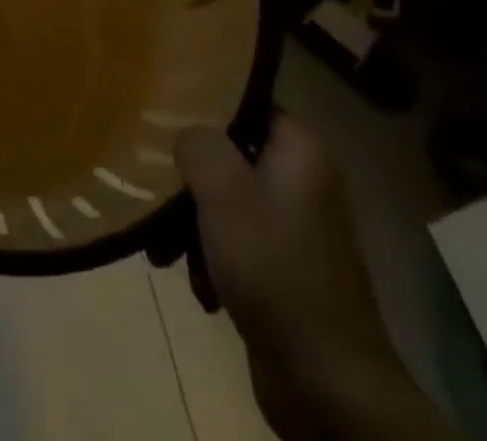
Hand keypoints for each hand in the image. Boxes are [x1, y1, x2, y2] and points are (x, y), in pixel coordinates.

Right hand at [176, 116, 452, 440]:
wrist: (327, 386)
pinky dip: (214, 259)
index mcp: (300, 149)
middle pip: (231, 154)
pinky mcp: (287, 270)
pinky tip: (200, 287)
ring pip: (229, 201)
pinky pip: (239, 243)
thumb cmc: (273, 269)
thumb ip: (198, 143)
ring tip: (167, 252)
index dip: (206, 104)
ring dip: (194, 225)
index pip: (246, 102)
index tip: (165, 113)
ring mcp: (298, 228)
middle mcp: (304, 180)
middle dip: (191, 178)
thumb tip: (187, 133)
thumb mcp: (224, 191)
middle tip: (159, 193)